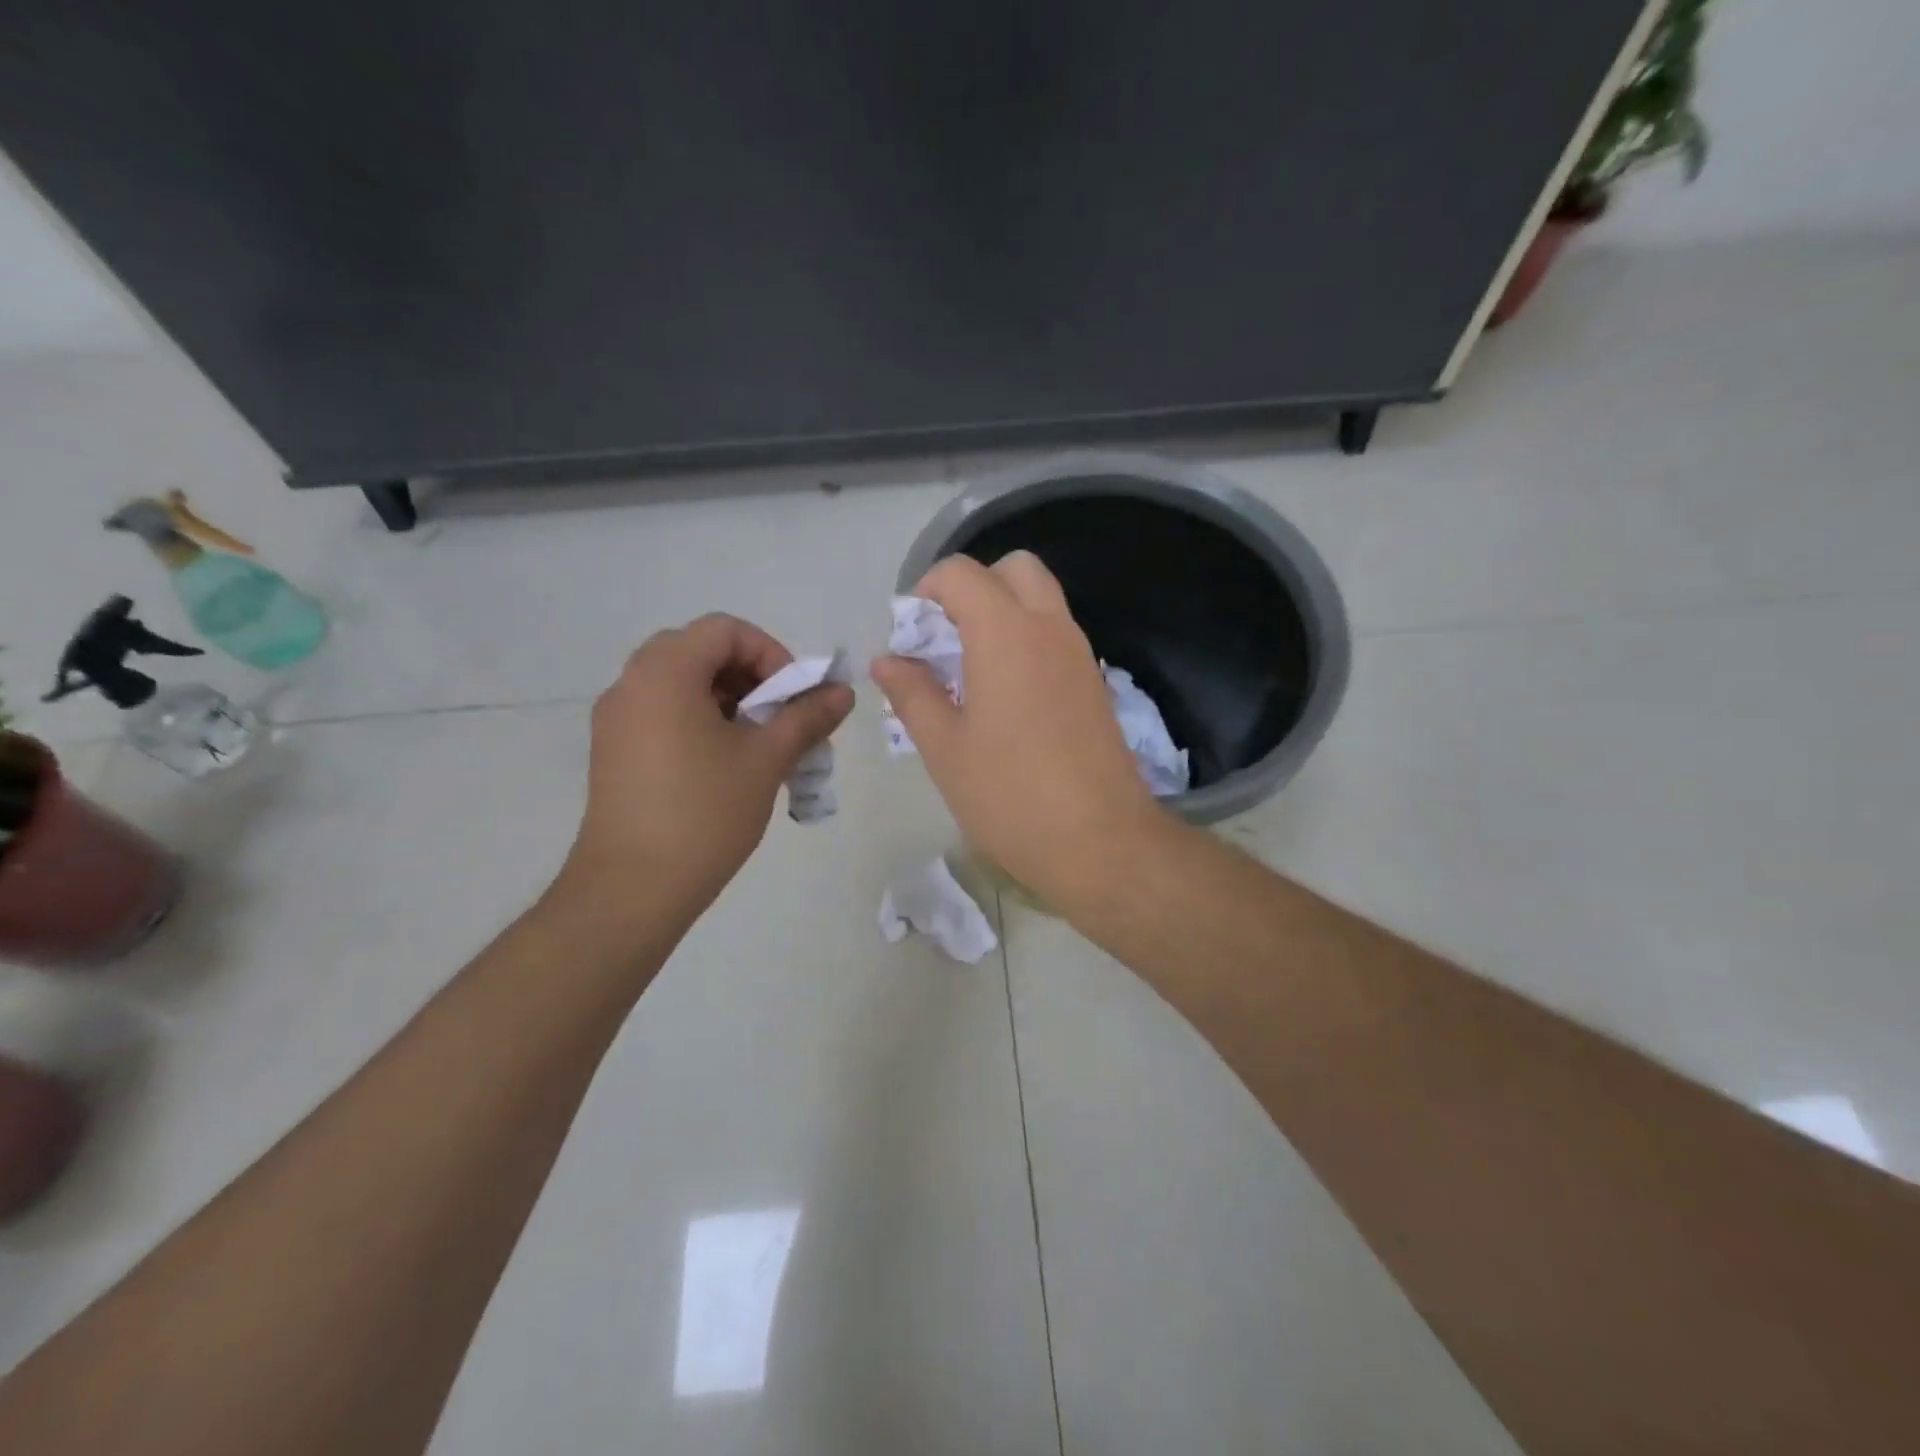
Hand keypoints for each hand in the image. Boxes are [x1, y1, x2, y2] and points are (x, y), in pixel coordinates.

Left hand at [555, 614, 853, 933]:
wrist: (632, 888)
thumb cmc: (704, 813)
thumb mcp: (766, 760)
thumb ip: (807, 717)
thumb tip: (843, 692)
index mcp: (665, 673)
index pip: (725, 630)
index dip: (770, 653)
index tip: (792, 697)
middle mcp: (632, 683)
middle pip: (701, 651)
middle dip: (751, 676)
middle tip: (778, 716)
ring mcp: (616, 719)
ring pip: (681, 684)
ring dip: (728, 700)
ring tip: (759, 745)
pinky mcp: (613, 750)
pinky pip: (663, 713)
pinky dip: (700, 720)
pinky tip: (725, 765)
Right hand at [871, 552, 1166, 907]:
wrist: (1101, 843)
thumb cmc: (1009, 796)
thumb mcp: (944, 748)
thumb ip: (912, 693)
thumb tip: (887, 660)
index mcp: (1006, 634)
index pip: (961, 574)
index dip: (926, 591)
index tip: (910, 635)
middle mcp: (1050, 628)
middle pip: (1013, 569)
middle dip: (973, 587)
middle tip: (946, 638)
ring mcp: (1079, 654)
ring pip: (1041, 599)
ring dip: (1002, 612)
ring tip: (970, 670)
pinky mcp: (1094, 683)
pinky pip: (1056, 635)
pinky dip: (1026, 639)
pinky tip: (1005, 696)